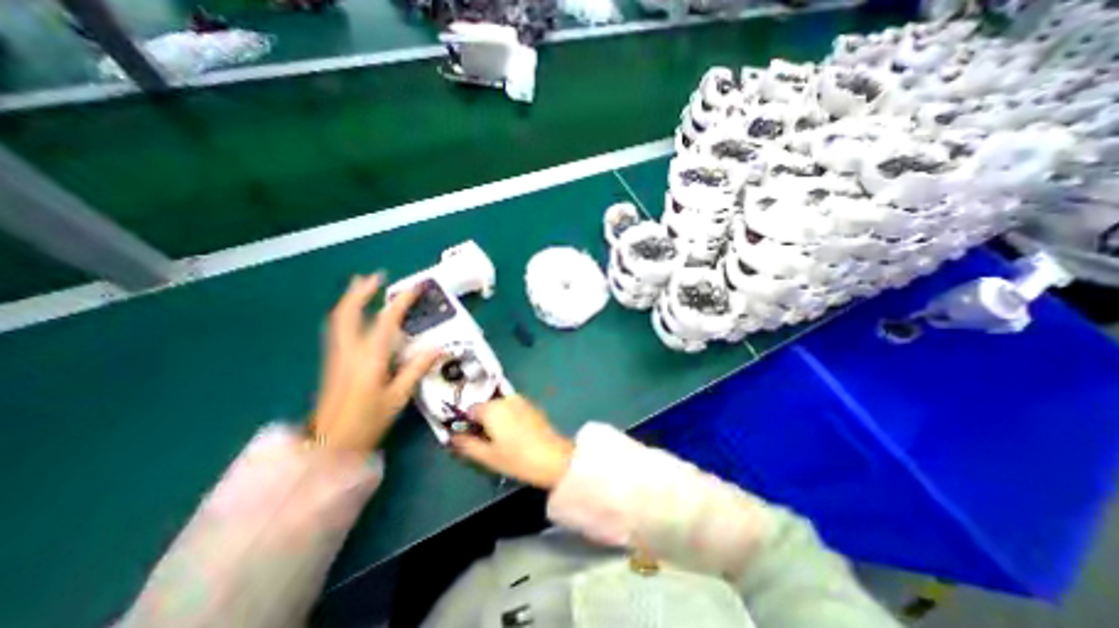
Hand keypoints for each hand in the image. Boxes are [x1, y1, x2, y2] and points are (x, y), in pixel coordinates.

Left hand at [312, 274, 444, 449]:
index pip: (386, 321)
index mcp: (369, 358)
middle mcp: (348, 350)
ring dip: (350, 299)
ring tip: (361, 285)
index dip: (401, 301)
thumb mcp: (398, 396)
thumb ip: (417, 368)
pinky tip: (354, 314)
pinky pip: (337, 328)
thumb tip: (439, 346)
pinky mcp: (333, 361)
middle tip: (375, 276)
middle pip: (348, 312)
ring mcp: (336, 355)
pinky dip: (346, 313)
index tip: (416, 287)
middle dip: (361, 291)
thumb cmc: (368, 421)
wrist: (329, 445)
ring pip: (338, 318)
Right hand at [452, 396, 576, 487]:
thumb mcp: (487, 456)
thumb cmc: (517, 458)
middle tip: (487, 441)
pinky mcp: (532, 405)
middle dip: (483, 421)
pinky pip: (513, 408)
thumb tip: (452, 437)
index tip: (471, 438)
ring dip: (497, 419)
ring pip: (500, 407)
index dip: (467, 424)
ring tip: (502, 439)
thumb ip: (466, 444)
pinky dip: (509, 417)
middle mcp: (505, 399)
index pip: (470, 410)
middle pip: (486, 406)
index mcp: (491, 408)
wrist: (553, 457)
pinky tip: (515, 434)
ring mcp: (520, 400)